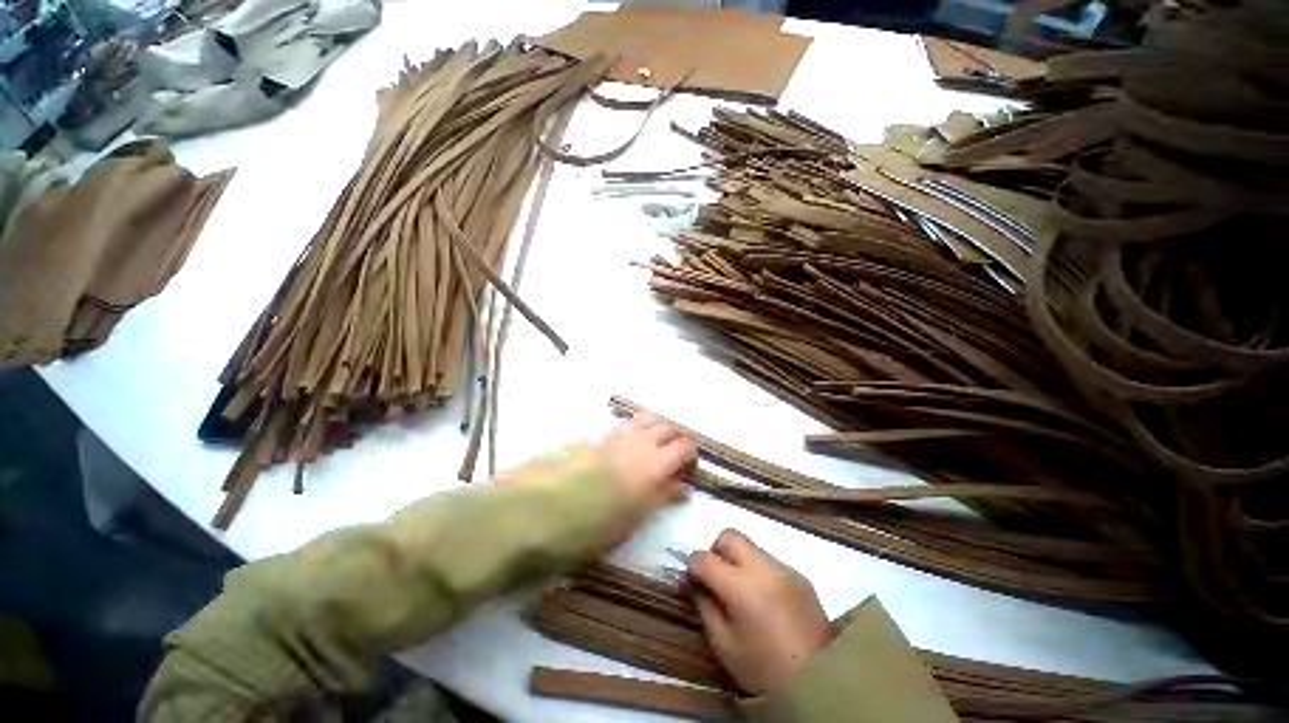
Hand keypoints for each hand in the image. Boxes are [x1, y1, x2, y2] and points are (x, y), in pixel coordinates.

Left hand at [599, 411, 695, 528]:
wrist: (556, 506)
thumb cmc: (601, 519)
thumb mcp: (639, 515)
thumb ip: (664, 495)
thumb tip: (682, 486)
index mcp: (656, 462)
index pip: (684, 446)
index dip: (691, 455)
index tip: (689, 469)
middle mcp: (642, 441)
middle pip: (668, 428)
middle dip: (676, 439)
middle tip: (675, 457)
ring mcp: (621, 435)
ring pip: (648, 418)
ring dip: (657, 428)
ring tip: (654, 445)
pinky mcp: (603, 435)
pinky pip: (627, 423)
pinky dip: (636, 429)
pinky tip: (628, 445)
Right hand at [688, 529, 832, 694]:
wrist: (821, 684)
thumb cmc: (764, 669)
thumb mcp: (723, 645)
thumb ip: (703, 605)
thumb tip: (691, 581)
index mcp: (741, 587)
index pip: (704, 558)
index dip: (692, 566)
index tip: (691, 580)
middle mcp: (763, 568)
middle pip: (730, 536)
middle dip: (716, 551)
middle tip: (716, 577)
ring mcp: (785, 569)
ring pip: (750, 546)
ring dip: (738, 560)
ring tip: (743, 591)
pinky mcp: (800, 575)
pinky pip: (770, 561)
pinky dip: (759, 571)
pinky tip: (765, 599)